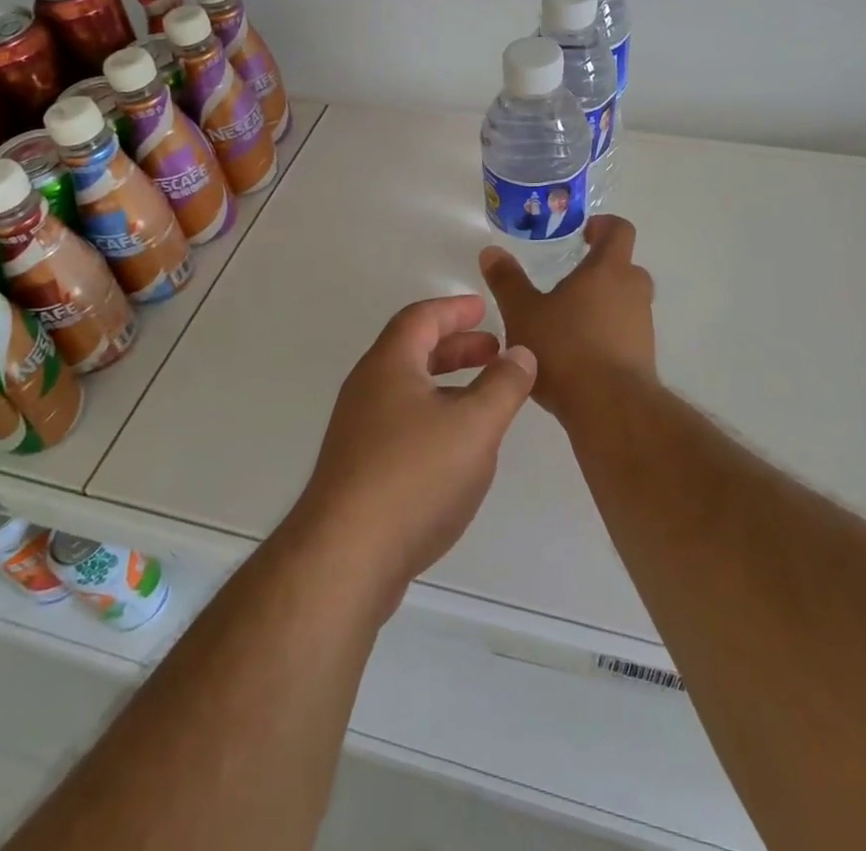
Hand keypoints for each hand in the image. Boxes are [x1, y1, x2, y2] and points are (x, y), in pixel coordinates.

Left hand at [291, 295, 536, 615]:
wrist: (345, 557)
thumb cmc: (414, 476)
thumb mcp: (475, 425)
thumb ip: (504, 385)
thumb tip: (521, 352)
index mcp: (389, 365)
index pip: (421, 318)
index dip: (455, 309)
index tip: (484, 308)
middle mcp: (367, 389)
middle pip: (412, 351)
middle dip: (455, 347)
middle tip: (493, 350)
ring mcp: (358, 430)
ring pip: (408, 390)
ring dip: (447, 383)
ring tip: (484, 397)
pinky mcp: (358, 468)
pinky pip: (402, 422)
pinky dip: (434, 415)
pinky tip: (457, 448)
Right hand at [479, 215, 655, 423]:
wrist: (610, 408)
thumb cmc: (565, 348)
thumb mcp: (523, 312)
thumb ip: (507, 281)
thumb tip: (491, 252)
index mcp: (608, 270)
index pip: (619, 230)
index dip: (603, 226)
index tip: (584, 233)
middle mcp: (633, 291)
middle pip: (624, 267)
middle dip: (600, 269)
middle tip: (570, 279)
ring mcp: (643, 325)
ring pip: (626, 301)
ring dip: (604, 304)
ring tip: (568, 320)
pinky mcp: (644, 356)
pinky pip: (626, 332)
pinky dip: (608, 334)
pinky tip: (579, 354)